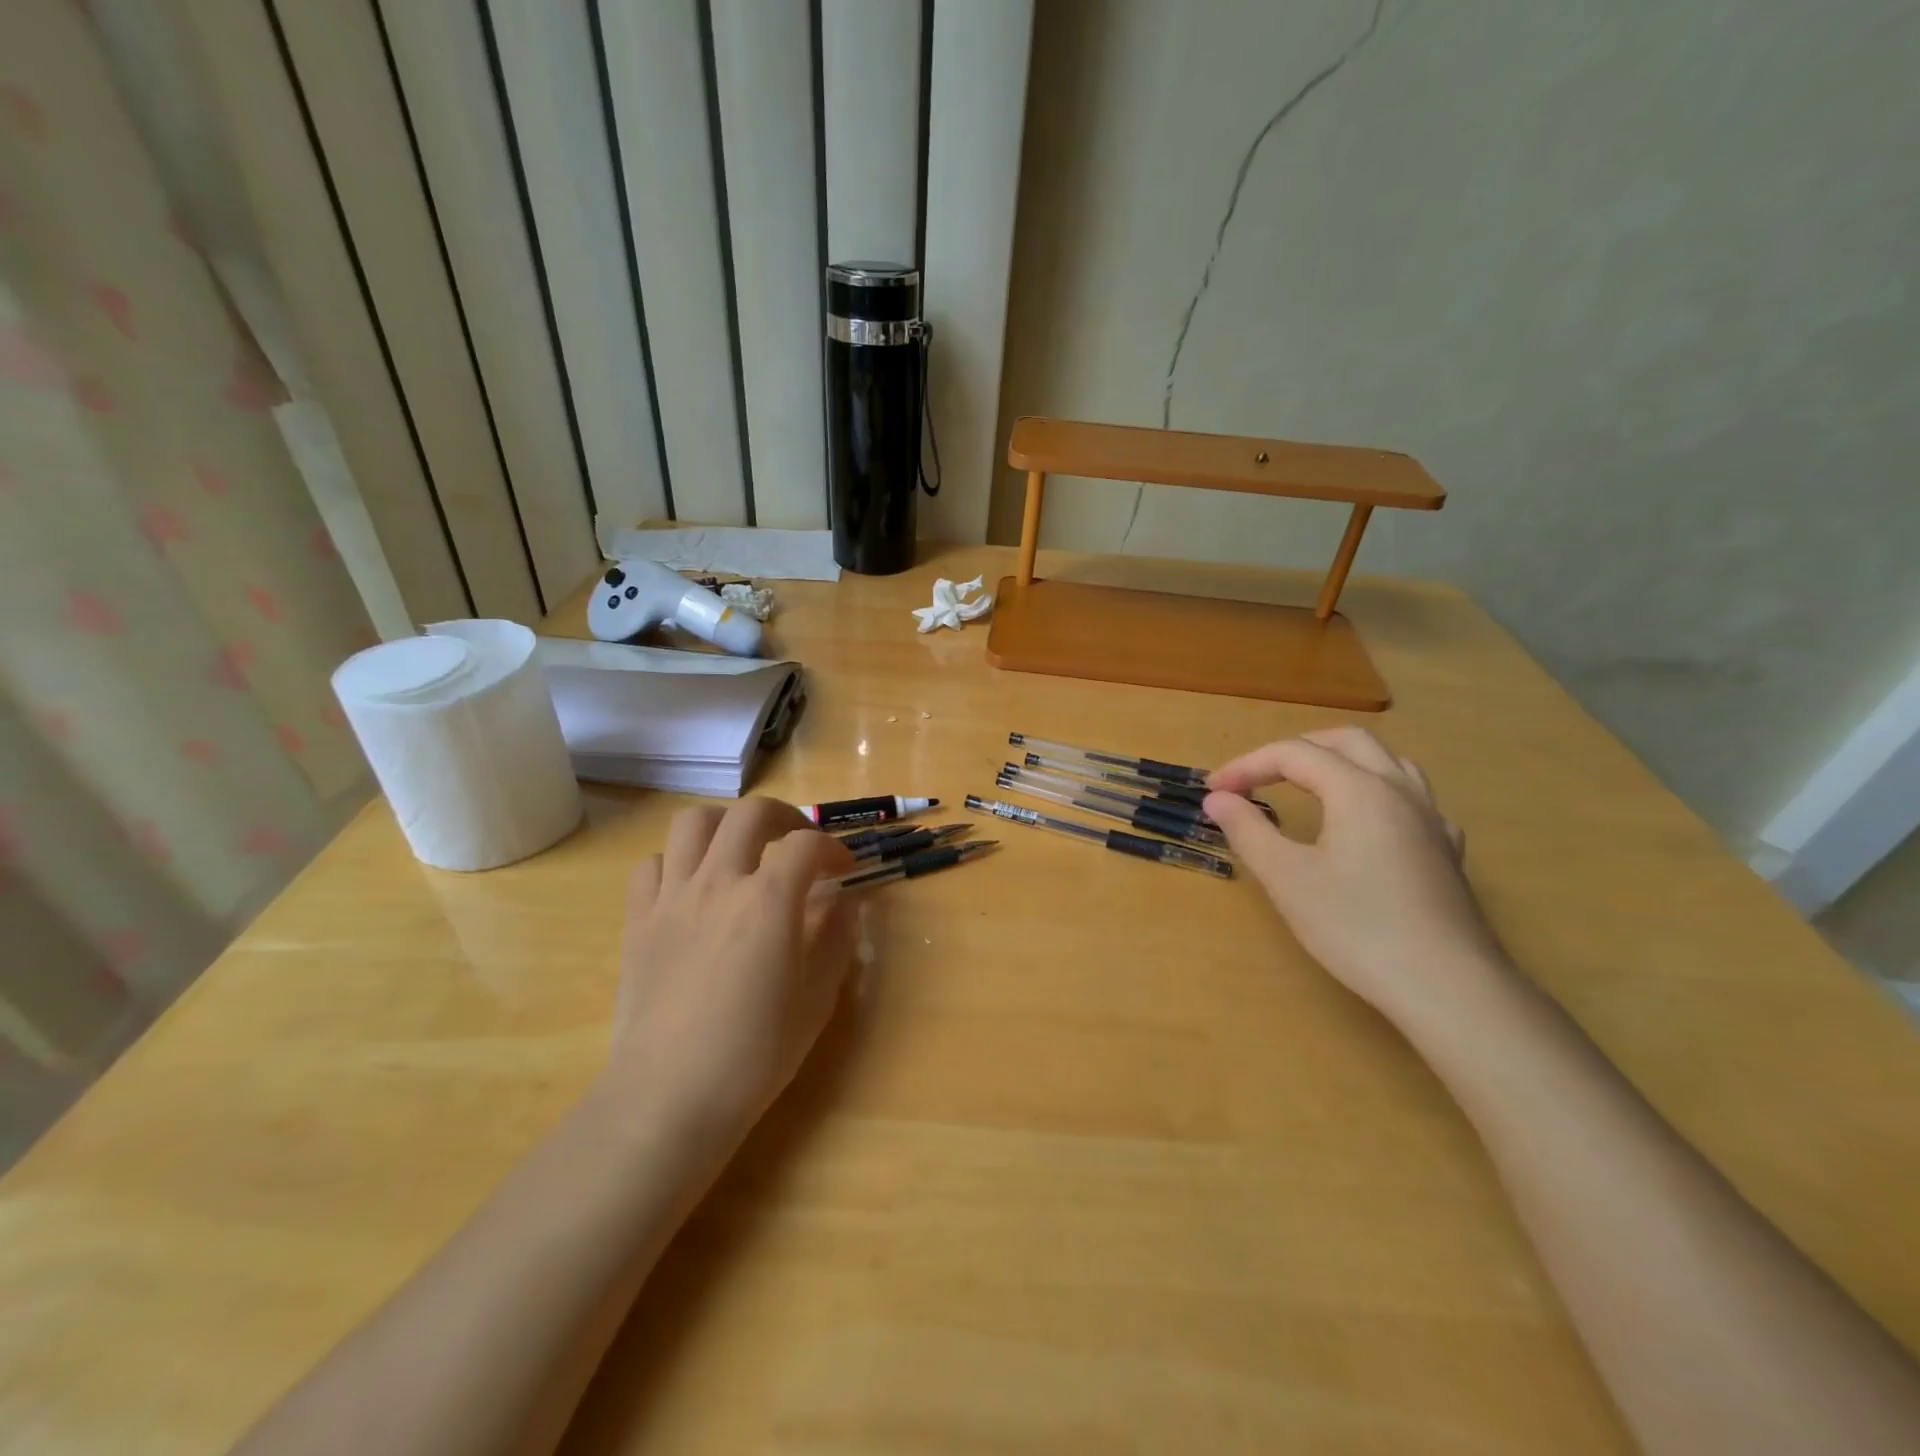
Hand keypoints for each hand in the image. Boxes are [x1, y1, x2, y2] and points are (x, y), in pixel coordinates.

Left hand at [607, 798, 857, 1146]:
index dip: (833, 847)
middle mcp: (719, 883)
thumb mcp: (817, 999)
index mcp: (768, 900)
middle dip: (785, 818)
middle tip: (798, 844)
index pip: (807, 844)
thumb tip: (844, 902)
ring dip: (726, 825)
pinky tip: (693, 887)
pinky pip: (653, 865)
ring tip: (742, 851)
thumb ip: (837, 939)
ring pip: (693, 823)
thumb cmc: (755, 1053)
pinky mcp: (638, 920)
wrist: (670, 1096)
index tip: (845, 869)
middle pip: (751, 813)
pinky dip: (678, 862)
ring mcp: (672, 898)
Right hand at [1205, 728, 1509, 1030]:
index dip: (1247, 765)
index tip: (1213, 790)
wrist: (1447, 987)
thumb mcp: (1287, 878)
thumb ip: (1248, 830)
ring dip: (1341, 761)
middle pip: (1346, 741)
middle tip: (1258, 777)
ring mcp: (1431, 820)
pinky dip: (1378, 792)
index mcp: (1358, 789)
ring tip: (1311, 784)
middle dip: (1295, 750)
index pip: (1293, 754)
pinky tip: (1370, 823)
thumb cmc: (1357, 928)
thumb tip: (1217, 798)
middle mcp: (1399, 791)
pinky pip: (1413, 798)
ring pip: (1388, 761)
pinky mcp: (1447, 851)